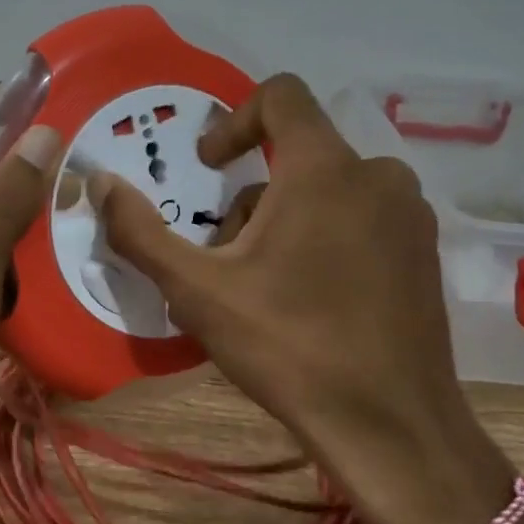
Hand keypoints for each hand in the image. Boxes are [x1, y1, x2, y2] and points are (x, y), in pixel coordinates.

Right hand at [85, 73, 515, 523]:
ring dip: (285, 219)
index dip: (234, 119)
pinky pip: (362, 218)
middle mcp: (378, 175)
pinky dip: (325, 236)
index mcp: (326, 168)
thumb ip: (141, 231)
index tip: (209, 168)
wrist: (393, 429)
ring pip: (329, 189)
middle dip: (251, 195)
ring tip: (260, 286)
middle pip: (298, 154)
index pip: (282, 95)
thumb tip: (99, 182)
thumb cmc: (291, 347)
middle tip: (223, 255)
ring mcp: (409, 215)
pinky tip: (309, 300)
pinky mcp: (424, 253)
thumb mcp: (199, 290)